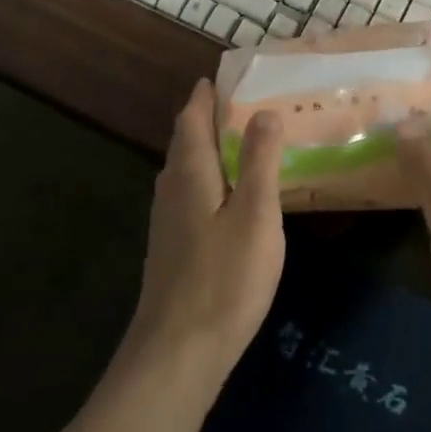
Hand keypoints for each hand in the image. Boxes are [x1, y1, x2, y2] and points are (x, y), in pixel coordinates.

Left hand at [123, 81, 285, 393]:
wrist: (177, 354)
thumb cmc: (224, 278)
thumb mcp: (256, 214)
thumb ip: (260, 160)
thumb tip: (263, 111)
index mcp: (191, 173)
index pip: (192, 119)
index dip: (204, 96)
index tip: (219, 77)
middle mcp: (171, 190)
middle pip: (185, 142)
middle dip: (206, 119)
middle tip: (239, 105)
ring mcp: (166, 222)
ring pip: (185, 171)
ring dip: (206, 149)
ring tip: (237, 143)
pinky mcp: (171, 249)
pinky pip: (187, 195)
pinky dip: (207, 179)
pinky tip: (225, 197)